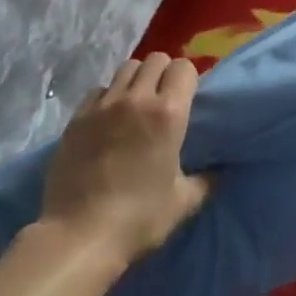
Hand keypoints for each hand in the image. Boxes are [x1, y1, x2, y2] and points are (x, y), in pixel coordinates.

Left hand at [40, 52, 209, 266]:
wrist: (79, 235)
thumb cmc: (138, 218)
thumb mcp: (182, 203)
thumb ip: (205, 180)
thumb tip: (218, 171)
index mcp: (168, 113)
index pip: (183, 67)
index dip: (188, 79)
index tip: (188, 99)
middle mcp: (136, 98)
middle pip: (155, 59)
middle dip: (164, 73)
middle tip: (163, 101)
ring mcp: (103, 104)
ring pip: (126, 68)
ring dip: (137, 80)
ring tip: (136, 106)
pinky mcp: (77, 116)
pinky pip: (99, 90)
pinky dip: (108, 97)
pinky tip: (108, 121)